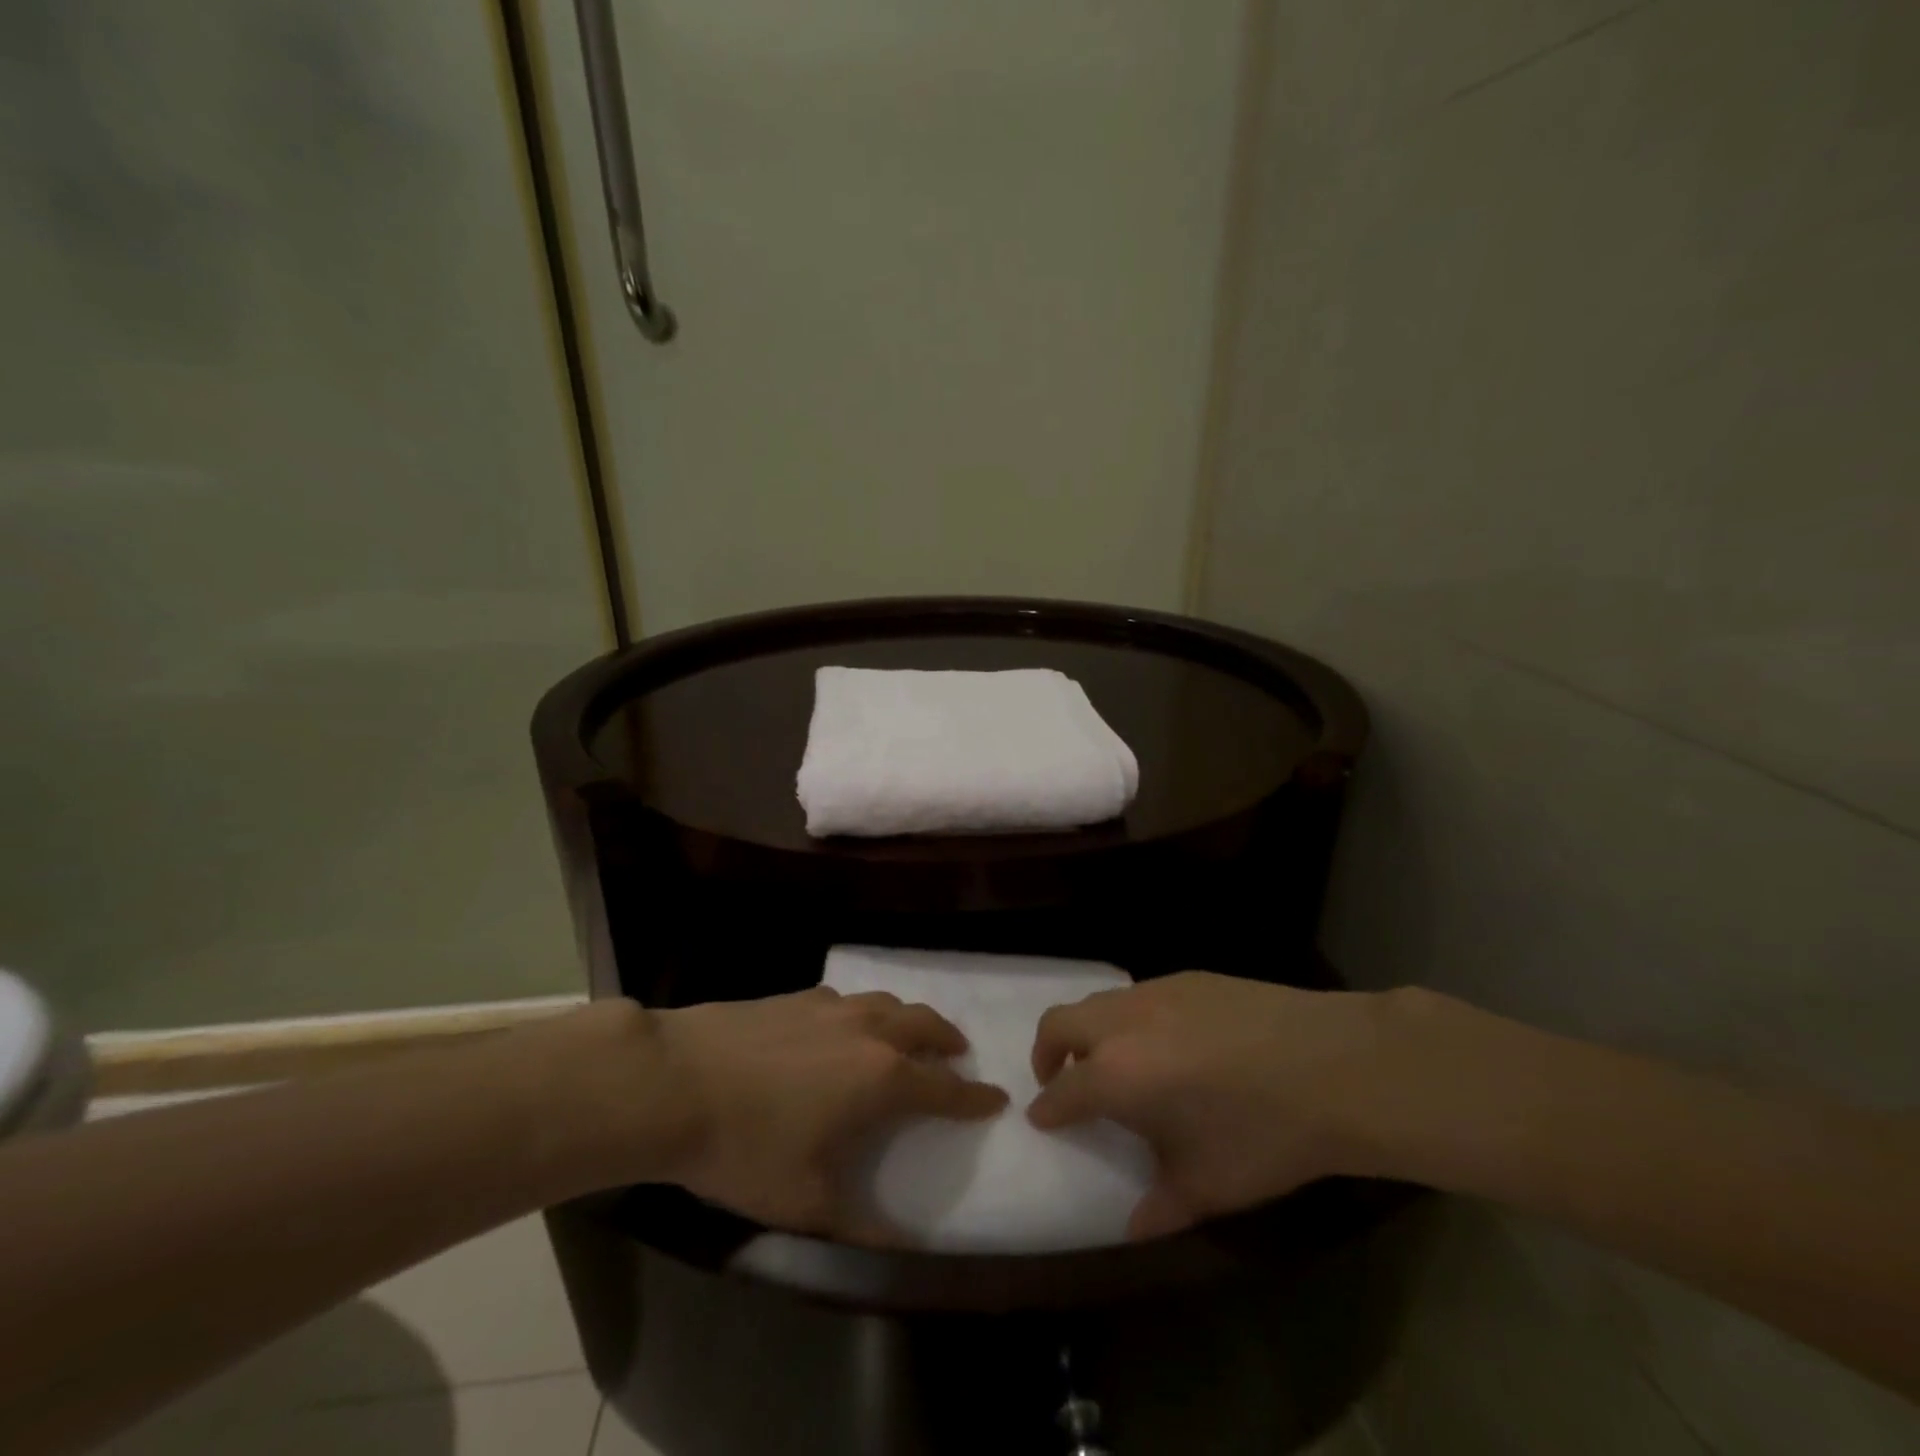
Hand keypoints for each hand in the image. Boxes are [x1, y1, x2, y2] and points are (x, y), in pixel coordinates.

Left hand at [649, 988, 1006, 1239]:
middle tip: (957, 1054)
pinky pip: (847, 1000)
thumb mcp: (805, 1204)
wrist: (676, 1080)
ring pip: (888, 1003)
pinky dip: (864, 1012)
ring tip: (908, 1035)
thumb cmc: (746, 1147)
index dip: (974, 1096)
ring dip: (910, 1019)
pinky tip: (844, 1027)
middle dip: (948, 1040)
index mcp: (881, 1078)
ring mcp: (831, 1007)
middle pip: (925, 1025)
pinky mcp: (796, 996)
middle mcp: (868, 1032)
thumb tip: (903, 1249)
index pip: (944, 1088)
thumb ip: (861, 1229)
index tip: (996, 1098)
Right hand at [1028, 972, 1408, 1238]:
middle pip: (1059, 1022)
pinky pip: (1138, 995)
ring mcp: (1155, 992)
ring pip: (1098, 1003)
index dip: (1047, 1109)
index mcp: (1117, 1074)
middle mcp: (1123, 1023)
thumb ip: (1160, 1207)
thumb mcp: (1209, 1186)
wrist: (1332, 1066)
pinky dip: (1129, 1019)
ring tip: (1116, 1063)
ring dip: (1089, 1031)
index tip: (1043, 1119)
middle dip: (1047, 1053)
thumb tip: (1131, 1229)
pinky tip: (1168, 1045)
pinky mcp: (1187, 977)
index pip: (1062, 1090)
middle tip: (1061, 1081)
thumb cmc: (1264, 1135)